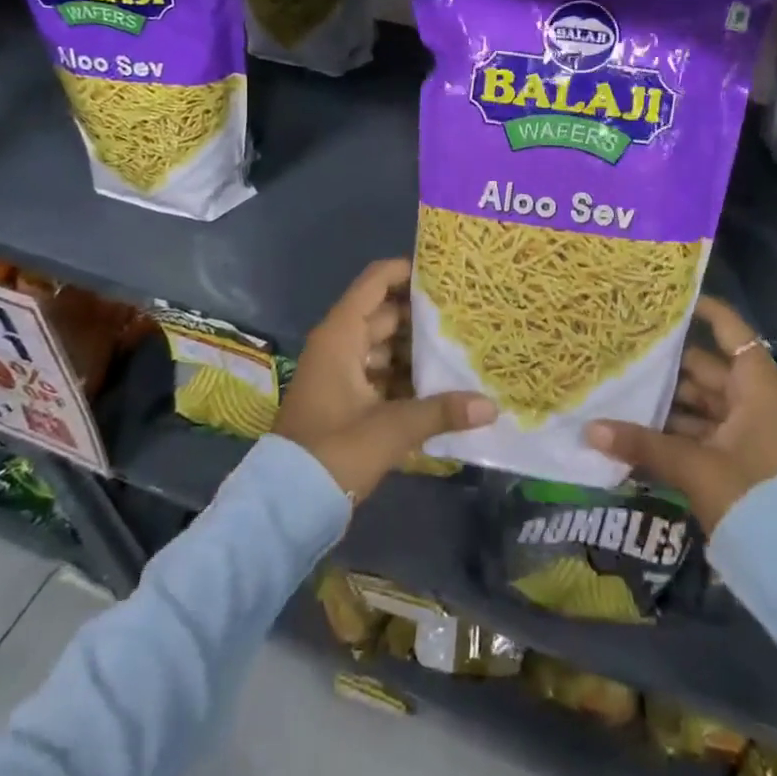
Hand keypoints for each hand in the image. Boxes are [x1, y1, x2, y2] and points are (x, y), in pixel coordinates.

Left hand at [274, 258, 496, 502]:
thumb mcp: (391, 429)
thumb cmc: (333, 452)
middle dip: (424, 315)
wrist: (286, 505)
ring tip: (462, 347)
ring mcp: (342, 374)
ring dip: (418, 350)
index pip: (376, 282)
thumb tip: (490, 406)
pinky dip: (407, 377)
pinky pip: (382, 374)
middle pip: (386, 314)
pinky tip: (442, 386)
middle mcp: (340, 346)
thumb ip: (441, 411)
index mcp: (341, 335)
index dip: (407, 271)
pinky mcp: (347, 401)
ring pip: (386, 347)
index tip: (446, 275)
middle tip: (467, 314)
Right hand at [586, 296, 776, 534]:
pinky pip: (705, 431)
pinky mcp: (742, 458)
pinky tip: (639, 431)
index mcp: (758, 386)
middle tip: (626, 350)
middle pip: (707, 368)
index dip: (703, 311)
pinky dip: (677, 431)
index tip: (666, 300)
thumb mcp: (694, 466)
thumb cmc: (752, 496)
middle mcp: (757, 400)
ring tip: (623, 390)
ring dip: (668, 401)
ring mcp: (751, 430)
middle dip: (668, 364)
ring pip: (703, 402)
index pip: (730, 331)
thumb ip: (641, 444)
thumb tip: (589, 429)